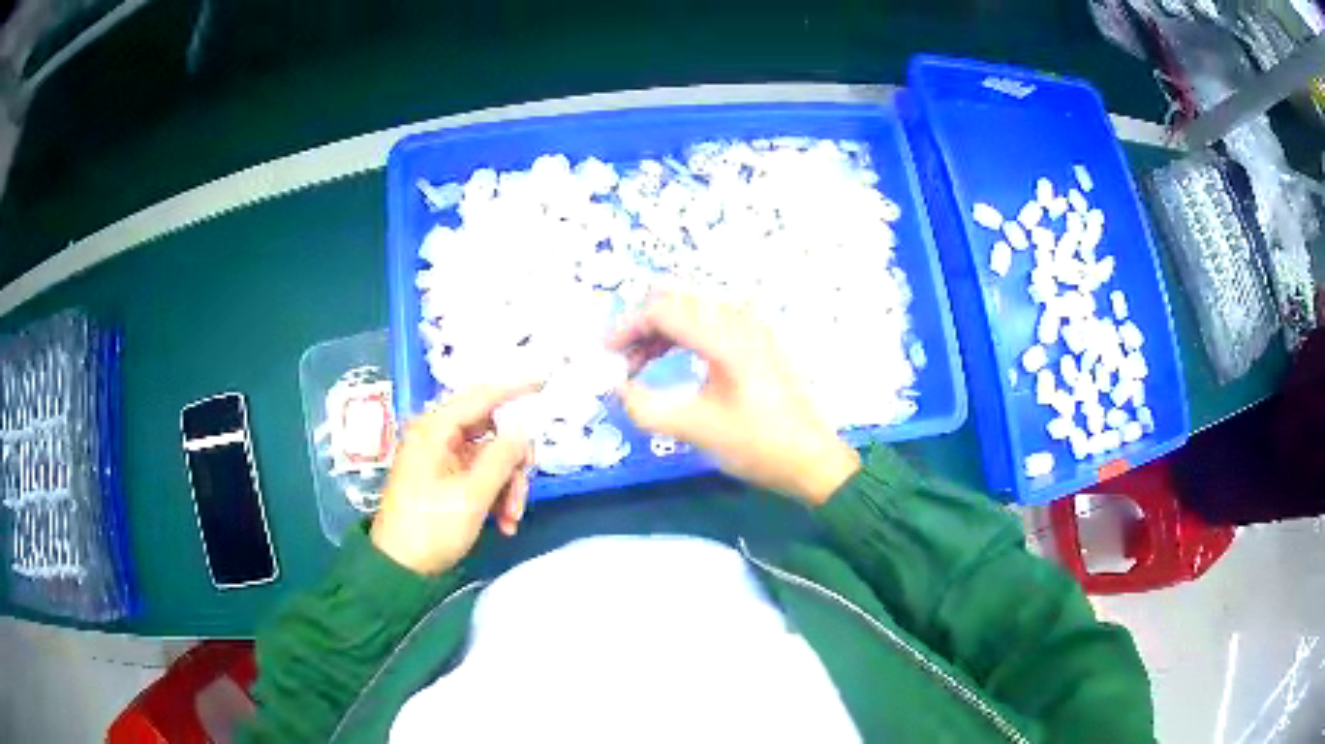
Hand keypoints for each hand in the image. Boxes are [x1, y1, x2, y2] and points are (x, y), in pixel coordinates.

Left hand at [371, 384, 534, 575]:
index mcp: (435, 430)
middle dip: (513, 464)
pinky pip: (481, 477)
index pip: (481, 397)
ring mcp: (441, 460)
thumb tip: (522, 432)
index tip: (544, 381)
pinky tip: (504, 524)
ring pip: (491, 459)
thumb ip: (502, 458)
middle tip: (523, 492)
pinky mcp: (445, 481)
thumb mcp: (472, 495)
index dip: (514, 388)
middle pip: (491, 432)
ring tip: (512, 519)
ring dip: (508, 487)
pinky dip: (496, 496)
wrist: (401, 568)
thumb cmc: (431, 527)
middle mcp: (437, 438)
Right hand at [608, 293, 860, 504]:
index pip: (664, 309)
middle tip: (622, 364)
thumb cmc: (758, 445)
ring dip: (663, 333)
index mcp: (725, 336)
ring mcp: (754, 329)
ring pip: (694, 313)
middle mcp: (740, 321)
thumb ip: (646, 407)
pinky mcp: (760, 343)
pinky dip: (685, 338)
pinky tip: (675, 362)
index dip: (628, 326)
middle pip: (678, 304)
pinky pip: (713, 324)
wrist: (813, 461)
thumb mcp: (695, 429)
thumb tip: (616, 389)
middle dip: (642, 329)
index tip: (606, 353)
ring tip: (641, 367)